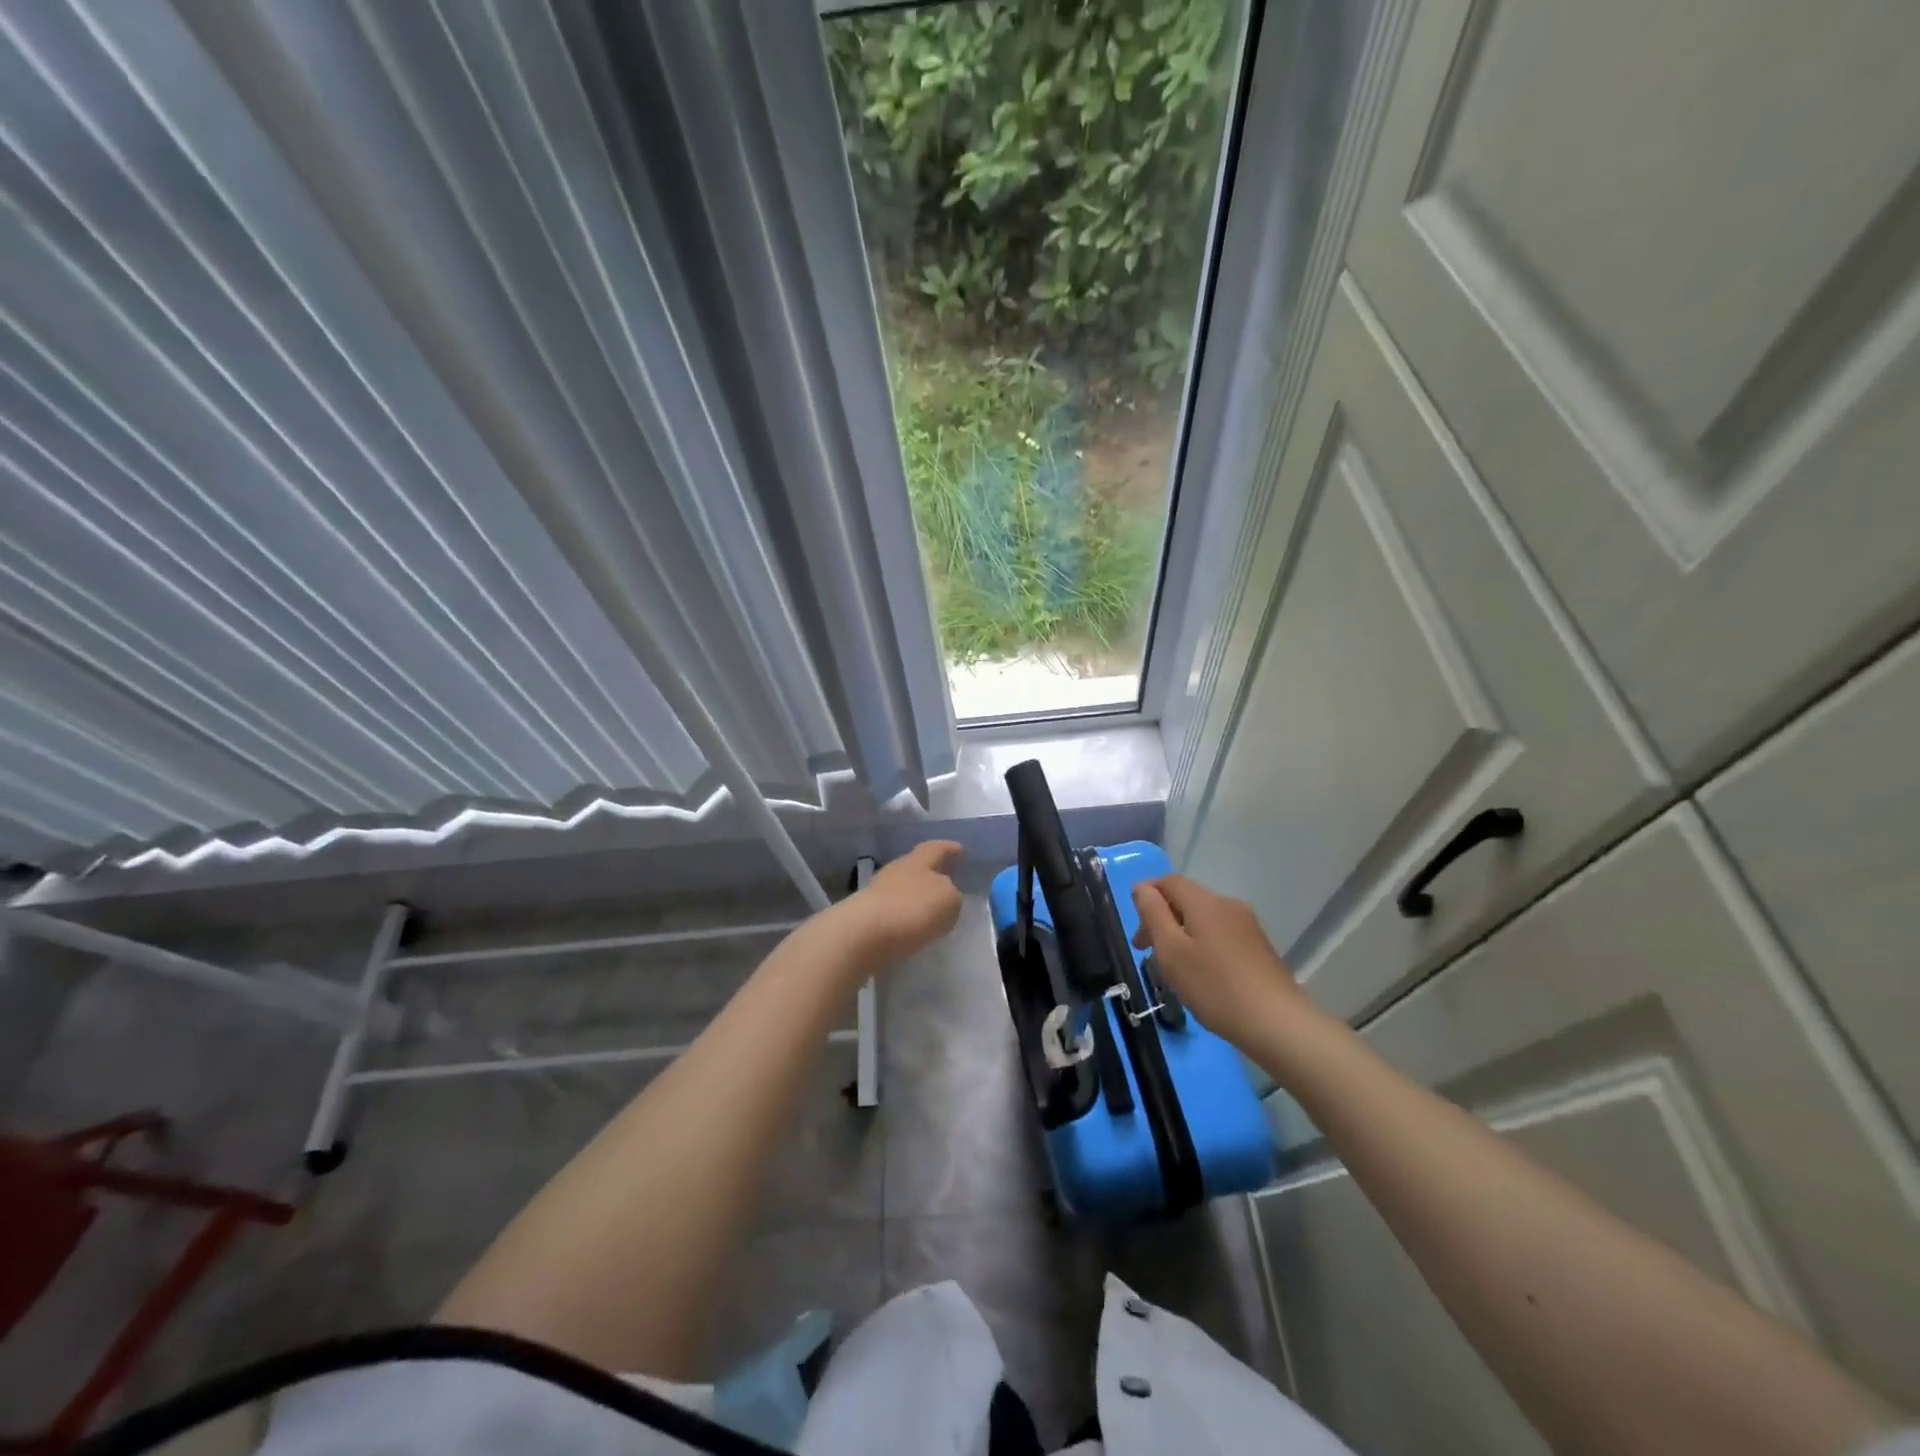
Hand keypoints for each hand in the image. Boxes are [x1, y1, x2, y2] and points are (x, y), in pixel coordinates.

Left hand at [833, 840, 964, 972]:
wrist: (862, 934)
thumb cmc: (911, 909)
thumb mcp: (948, 900)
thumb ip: (952, 895)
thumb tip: (945, 896)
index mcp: (917, 861)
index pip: (936, 848)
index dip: (948, 848)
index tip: (959, 849)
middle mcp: (896, 870)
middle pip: (917, 866)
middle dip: (932, 873)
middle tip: (947, 880)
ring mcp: (878, 892)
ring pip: (904, 888)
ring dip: (918, 896)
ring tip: (932, 909)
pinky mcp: (867, 915)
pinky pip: (894, 910)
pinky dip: (906, 914)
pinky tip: (913, 926)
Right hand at [1130, 874, 1313, 1051]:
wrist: (1278, 1024)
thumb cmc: (1215, 987)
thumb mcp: (1172, 951)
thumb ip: (1153, 914)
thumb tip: (1142, 888)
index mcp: (1205, 902)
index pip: (1168, 882)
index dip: (1146, 896)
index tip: (1135, 929)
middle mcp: (1228, 905)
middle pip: (1186, 899)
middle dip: (1161, 919)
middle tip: (1144, 952)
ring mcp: (1248, 926)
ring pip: (1203, 919)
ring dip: (1180, 934)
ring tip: (1172, 968)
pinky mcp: (1259, 947)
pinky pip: (1220, 934)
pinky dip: (1201, 945)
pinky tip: (1201, 975)